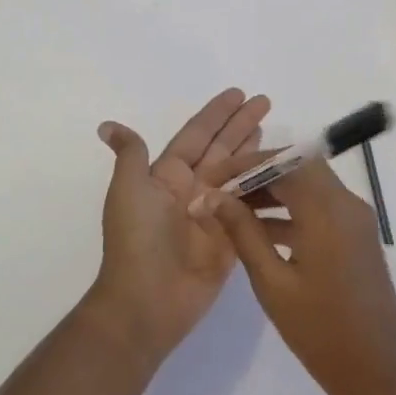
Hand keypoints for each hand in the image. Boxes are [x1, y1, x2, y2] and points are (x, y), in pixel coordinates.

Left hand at [87, 88, 270, 364]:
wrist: (147, 301)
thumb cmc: (137, 240)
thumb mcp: (129, 191)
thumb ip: (131, 155)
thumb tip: (107, 126)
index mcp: (168, 175)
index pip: (197, 135)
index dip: (217, 114)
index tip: (239, 93)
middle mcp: (194, 189)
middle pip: (223, 149)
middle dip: (243, 125)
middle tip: (266, 102)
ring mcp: (215, 214)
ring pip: (242, 175)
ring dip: (259, 154)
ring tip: (281, 136)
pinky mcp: (232, 238)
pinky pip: (254, 209)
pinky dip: (269, 193)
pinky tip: (288, 178)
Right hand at [193, 157, 395, 394]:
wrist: (376, 374)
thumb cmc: (320, 331)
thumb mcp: (272, 282)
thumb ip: (242, 232)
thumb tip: (212, 198)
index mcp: (328, 210)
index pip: (284, 162)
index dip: (246, 164)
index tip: (214, 176)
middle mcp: (347, 204)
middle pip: (300, 166)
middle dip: (260, 172)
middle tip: (224, 190)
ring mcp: (357, 220)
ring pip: (311, 185)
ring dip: (275, 190)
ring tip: (233, 209)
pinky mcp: (358, 237)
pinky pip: (322, 207)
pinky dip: (293, 209)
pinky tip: (260, 231)